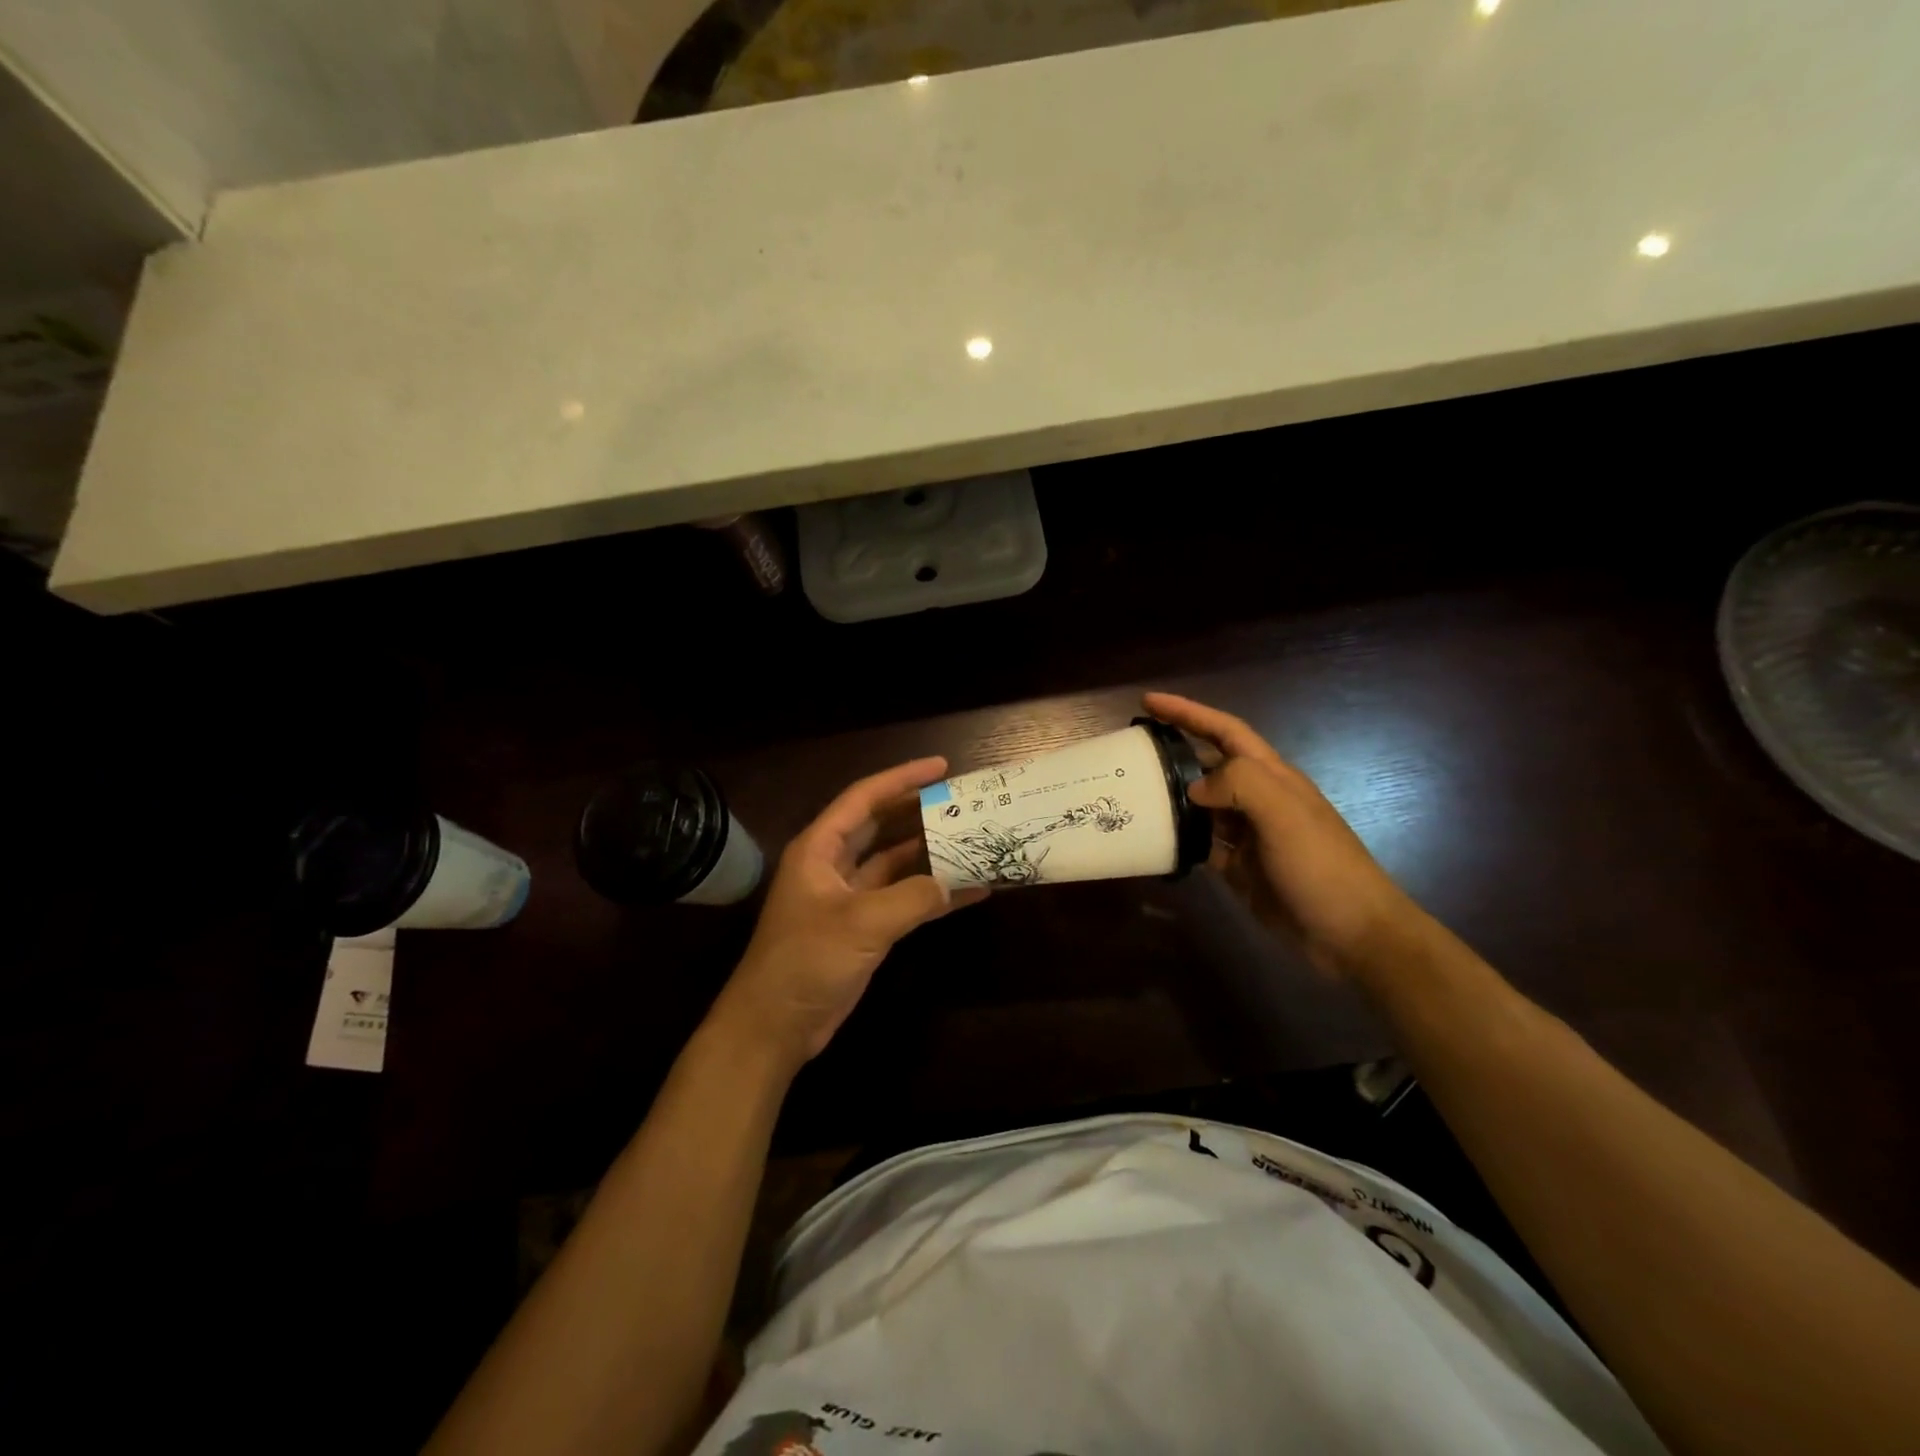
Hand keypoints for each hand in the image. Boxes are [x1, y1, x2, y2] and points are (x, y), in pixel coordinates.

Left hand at [714, 756, 987, 1070]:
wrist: (776, 1024)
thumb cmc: (806, 960)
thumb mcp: (861, 923)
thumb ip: (912, 897)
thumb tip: (953, 884)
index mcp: (820, 848)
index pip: (864, 799)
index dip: (902, 778)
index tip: (942, 766)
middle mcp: (834, 865)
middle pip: (882, 825)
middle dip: (920, 811)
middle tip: (962, 800)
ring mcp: (850, 897)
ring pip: (896, 862)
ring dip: (932, 853)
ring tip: (973, 839)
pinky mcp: (864, 926)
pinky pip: (904, 898)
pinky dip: (933, 895)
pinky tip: (971, 892)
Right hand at [1143, 692, 1425, 978]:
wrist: (1351, 933)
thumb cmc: (1321, 866)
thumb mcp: (1284, 814)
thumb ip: (1239, 785)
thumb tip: (1193, 789)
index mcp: (1271, 776)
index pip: (1224, 730)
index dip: (1188, 712)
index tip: (1148, 701)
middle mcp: (1257, 799)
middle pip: (1209, 763)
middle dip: (1173, 749)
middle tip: (1130, 749)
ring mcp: (1247, 835)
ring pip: (1200, 804)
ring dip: (1170, 795)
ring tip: (1131, 791)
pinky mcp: (1238, 867)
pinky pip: (1200, 844)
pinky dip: (1178, 838)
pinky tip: (1153, 838)